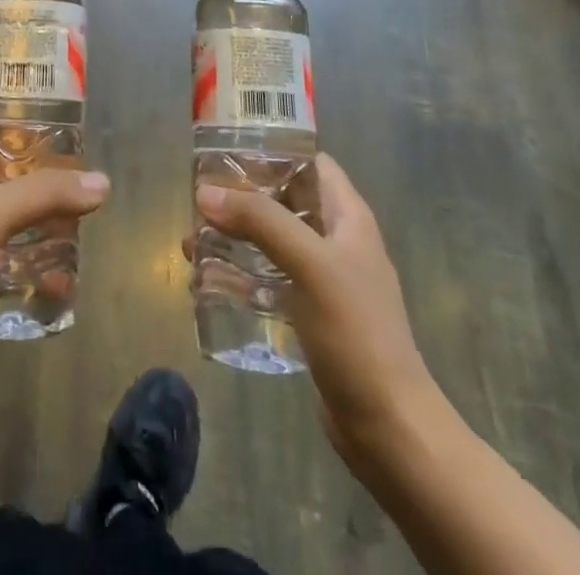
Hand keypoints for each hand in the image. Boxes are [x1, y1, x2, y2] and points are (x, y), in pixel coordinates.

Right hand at [190, 153, 439, 471]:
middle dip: (241, 197)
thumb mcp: (310, 265)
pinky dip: (239, 275)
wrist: (389, 428)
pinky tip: (206, 282)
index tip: (226, 150)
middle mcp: (336, 240)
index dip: (273, 150)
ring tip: (190, 241)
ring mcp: (324, 279)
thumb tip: (205, 193)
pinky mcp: (310, 314)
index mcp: (348, 217)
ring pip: (271, 241)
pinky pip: (268, 280)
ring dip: (234, 237)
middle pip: (284, 200)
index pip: (310, 162)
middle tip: (198, 198)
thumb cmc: (356, 333)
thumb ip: (260, 221)